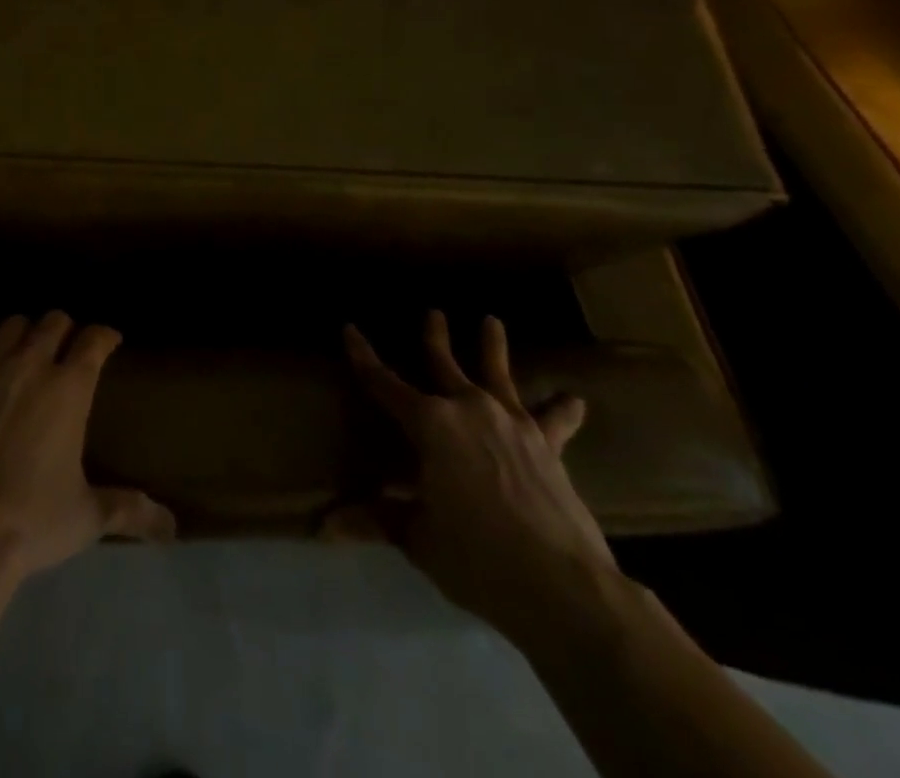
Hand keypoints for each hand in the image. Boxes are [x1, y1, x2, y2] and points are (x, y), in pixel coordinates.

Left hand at [0, 312, 175, 581]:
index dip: (104, 336)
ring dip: (24, 335)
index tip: (108, 341)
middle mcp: (30, 364)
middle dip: (64, 330)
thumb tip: (170, 528)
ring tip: (23, 354)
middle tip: (65, 349)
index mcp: (69, 388)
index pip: (94, 340)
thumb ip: (128, 510)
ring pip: (12, 325)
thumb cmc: (31, 522)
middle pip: (53, 321)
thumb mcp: (86, 518)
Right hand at [339, 310, 620, 646]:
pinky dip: (562, 409)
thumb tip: (325, 527)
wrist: (563, 587)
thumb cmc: (477, 557)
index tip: (350, 329)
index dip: (363, 357)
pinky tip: (574, 398)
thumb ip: (378, 519)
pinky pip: (554, 421)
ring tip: (492, 321)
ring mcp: (512, 425)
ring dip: (493, 348)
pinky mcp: (548, 449)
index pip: (384, 383)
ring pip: (498, 376)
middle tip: (434, 312)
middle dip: (435, 338)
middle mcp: (469, 410)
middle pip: (445, 365)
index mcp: (430, 424)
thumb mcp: (419, 538)